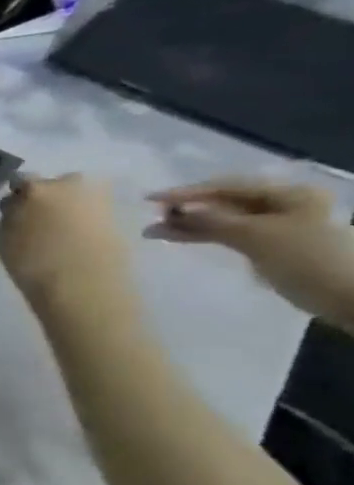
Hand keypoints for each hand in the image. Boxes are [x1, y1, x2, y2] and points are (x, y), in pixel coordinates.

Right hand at [0, 174, 138, 318]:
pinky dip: (88, 221)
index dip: (18, 195)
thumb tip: (18, 208)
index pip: (21, 180)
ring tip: (63, 230)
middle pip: (57, 183)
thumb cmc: (31, 261)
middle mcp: (69, 185)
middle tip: (42, 219)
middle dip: (50, 196)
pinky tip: (79, 240)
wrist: (81, 284)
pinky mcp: (120, 217)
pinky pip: (97, 213)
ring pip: (80, 197)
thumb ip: (11, 215)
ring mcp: (99, 199)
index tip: (15, 210)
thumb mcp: (4, 237)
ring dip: (71, 207)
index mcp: (35, 188)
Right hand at [147, 178, 353, 326]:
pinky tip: (176, 238)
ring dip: (188, 224)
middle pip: (223, 202)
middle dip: (186, 209)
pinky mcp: (266, 244)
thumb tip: (176, 210)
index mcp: (288, 194)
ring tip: (153, 231)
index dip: (187, 192)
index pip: (227, 187)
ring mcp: (274, 226)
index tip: (150, 199)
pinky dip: (201, 235)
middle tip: (152, 216)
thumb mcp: (256, 236)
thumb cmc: (307, 259)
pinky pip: (226, 234)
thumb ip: (213, 221)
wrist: (349, 296)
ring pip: (221, 219)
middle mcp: (282, 205)